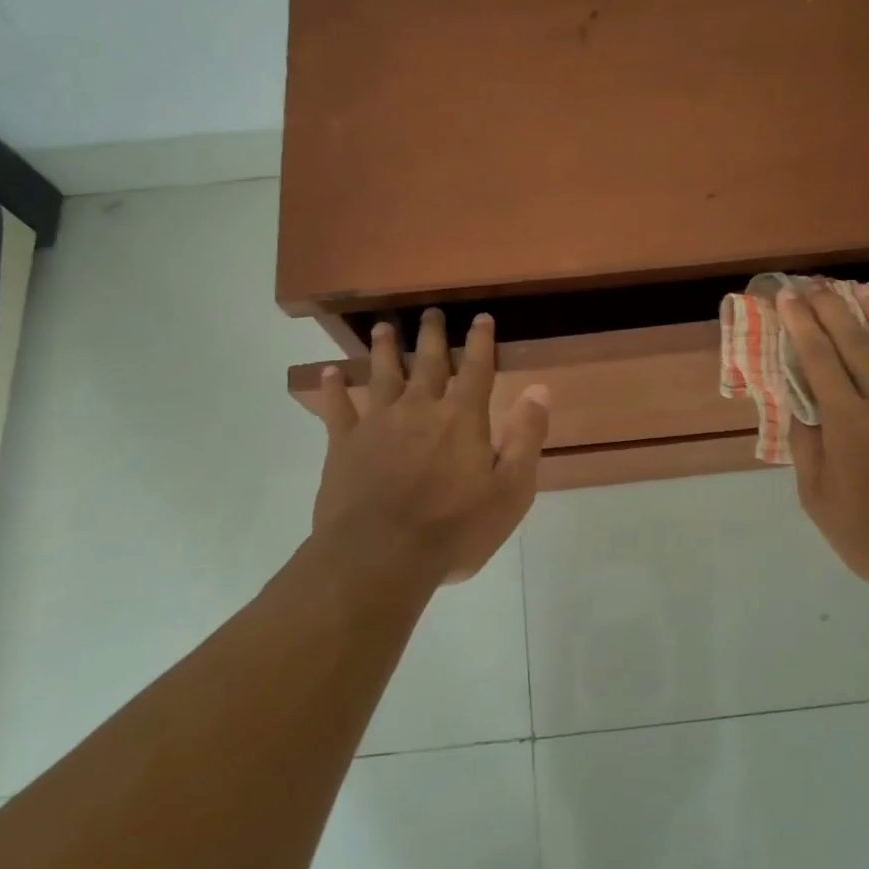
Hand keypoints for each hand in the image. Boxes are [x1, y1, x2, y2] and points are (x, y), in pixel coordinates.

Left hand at [312, 309, 550, 583]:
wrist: (380, 556)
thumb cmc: (454, 529)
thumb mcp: (510, 491)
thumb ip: (526, 438)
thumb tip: (539, 389)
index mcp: (462, 418)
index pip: (476, 368)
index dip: (481, 341)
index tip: (481, 318)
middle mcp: (420, 408)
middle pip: (427, 362)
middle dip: (431, 335)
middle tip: (431, 312)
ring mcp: (378, 423)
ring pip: (382, 375)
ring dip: (384, 349)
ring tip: (382, 328)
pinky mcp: (344, 445)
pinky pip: (338, 409)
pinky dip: (334, 389)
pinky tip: (329, 374)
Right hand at [779, 286, 868, 602]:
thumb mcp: (819, 502)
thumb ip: (807, 449)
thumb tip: (799, 408)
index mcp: (849, 424)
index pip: (819, 360)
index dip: (802, 325)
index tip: (788, 299)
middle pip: (856, 343)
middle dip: (832, 309)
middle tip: (815, 285)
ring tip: (861, 290)